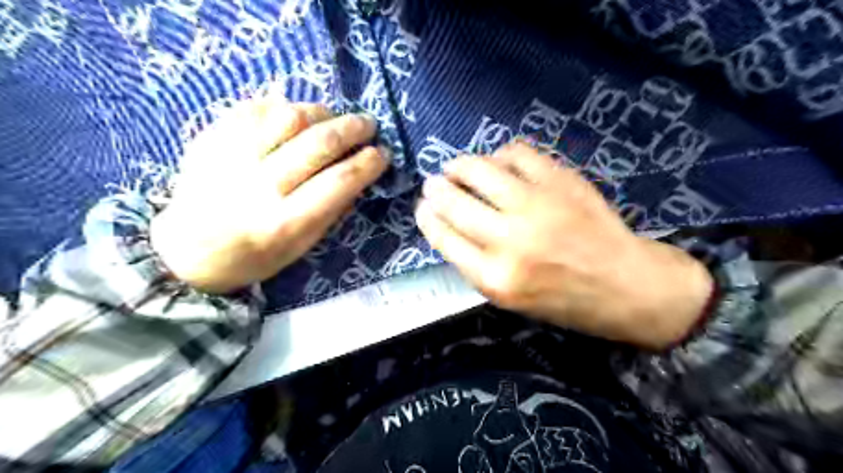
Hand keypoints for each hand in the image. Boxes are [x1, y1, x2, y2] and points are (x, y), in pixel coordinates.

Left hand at [151, 91, 388, 292]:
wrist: (187, 251)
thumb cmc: (255, 256)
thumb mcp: (302, 247)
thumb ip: (332, 210)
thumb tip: (359, 174)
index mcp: (284, 222)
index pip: (339, 181)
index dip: (367, 162)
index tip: (381, 154)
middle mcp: (258, 186)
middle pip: (318, 143)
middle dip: (353, 129)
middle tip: (368, 125)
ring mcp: (231, 157)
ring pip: (289, 116)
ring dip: (321, 112)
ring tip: (332, 118)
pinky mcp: (211, 137)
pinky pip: (256, 107)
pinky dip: (285, 106)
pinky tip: (297, 116)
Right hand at [413, 142, 709, 348]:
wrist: (627, 286)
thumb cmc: (565, 300)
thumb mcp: (510, 299)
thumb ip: (476, 264)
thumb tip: (448, 224)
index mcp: (495, 278)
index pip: (443, 237)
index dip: (426, 217)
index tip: (422, 207)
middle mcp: (511, 241)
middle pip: (454, 202)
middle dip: (435, 188)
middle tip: (433, 183)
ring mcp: (537, 206)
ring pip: (480, 170)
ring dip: (459, 165)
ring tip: (456, 167)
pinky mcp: (561, 182)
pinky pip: (516, 153)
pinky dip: (500, 154)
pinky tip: (499, 163)